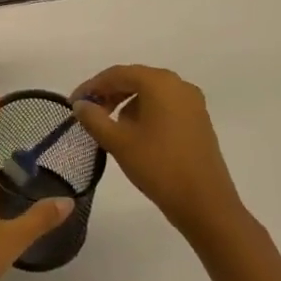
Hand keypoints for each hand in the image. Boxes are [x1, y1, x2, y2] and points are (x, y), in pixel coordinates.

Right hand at [70, 66, 248, 242]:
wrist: (207, 206)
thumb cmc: (159, 167)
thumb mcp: (118, 142)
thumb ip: (93, 118)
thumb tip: (81, 105)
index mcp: (159, 82)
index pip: (117, 74)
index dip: (92, 86)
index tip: (73, 103)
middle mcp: (178, 85)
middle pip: (135, 80)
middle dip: (109, 94)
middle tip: (89, 113)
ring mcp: (193, 103)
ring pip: (150, 93)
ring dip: (127, 104)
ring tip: (110, 126)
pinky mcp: (199, 121)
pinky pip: (165, 106)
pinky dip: (145, 113)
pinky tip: (135, 134)